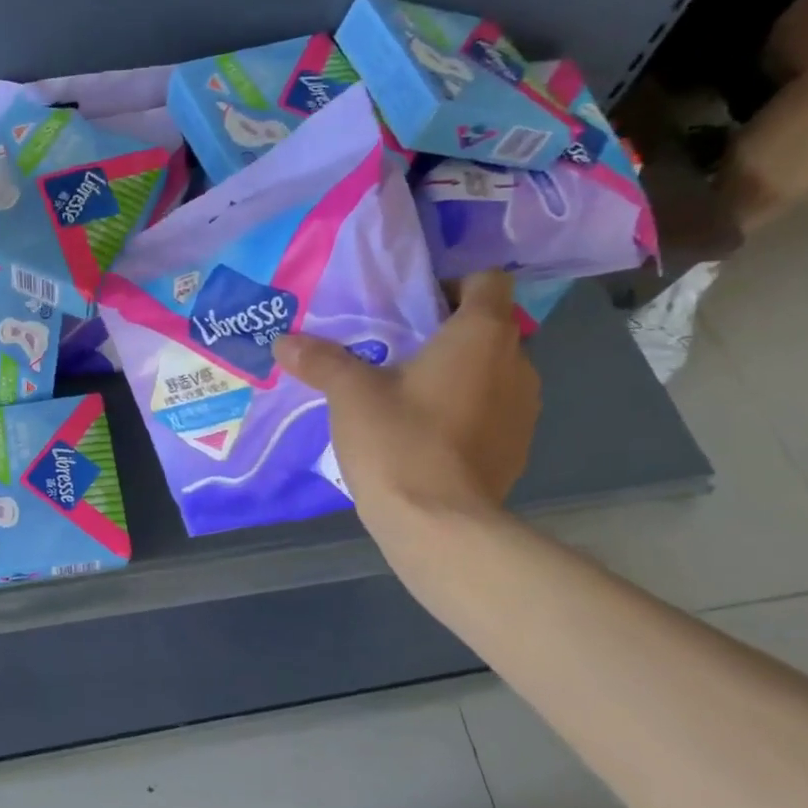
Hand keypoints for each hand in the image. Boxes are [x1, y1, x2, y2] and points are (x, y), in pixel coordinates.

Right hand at [274, 271, 539, 514]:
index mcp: (482, 335)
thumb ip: (320, 360)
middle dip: (448, 333)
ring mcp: (525, 410)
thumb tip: (282, 341)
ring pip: (493, 372)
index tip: (413, 308)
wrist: (439, 526)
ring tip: (409, 395)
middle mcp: (518, 364)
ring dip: (460, 374)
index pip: (489, 281)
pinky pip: (494, 412)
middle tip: (398, 351)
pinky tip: (426, 435)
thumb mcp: (350, 395)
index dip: (454, 285)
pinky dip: (467, 412)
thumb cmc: (399, 441)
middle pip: (490, 328)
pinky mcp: (518, 449)